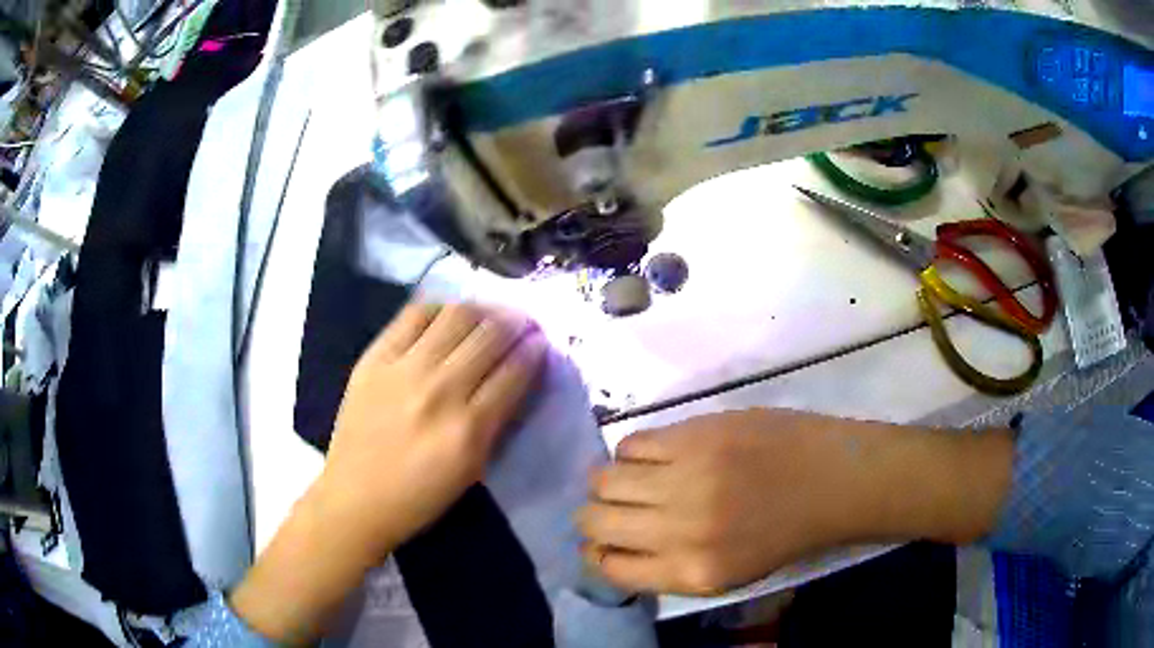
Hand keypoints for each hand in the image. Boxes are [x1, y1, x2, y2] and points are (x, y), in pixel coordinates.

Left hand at [314, 302, 547, 554]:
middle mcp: (440, 390)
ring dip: (483, 310)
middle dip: (515, 324)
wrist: (355, 497)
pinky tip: (448, 316)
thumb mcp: (472, 469)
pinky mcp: (375, 358)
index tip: (540, 341)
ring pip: (456, 316)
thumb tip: (517, 375)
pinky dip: (438, 309)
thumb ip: (497, 421)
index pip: (514, 372)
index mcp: (469, 429)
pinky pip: (414, 315)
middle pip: (489, 337)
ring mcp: (404, 369)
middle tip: (522, 322)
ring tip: (489, 314)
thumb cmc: (419, 496)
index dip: (534, 350)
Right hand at [577, 409, 1011, 596]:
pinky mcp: (697, 434)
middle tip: (612, 510)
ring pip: (603, 479)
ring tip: (632, 480)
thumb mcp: (726, 574)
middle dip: (592, 518)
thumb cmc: (785, 533)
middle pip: (594, 522)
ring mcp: (687, 477)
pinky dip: (633, 453)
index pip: (607, 568)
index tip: (602, 544)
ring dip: (608, 483)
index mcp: (691, 572)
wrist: (834, 479)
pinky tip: (657, 456)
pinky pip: (633, 443)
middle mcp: (680, 529)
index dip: (596, 555)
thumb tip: (613, 549)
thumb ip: (667, 567)